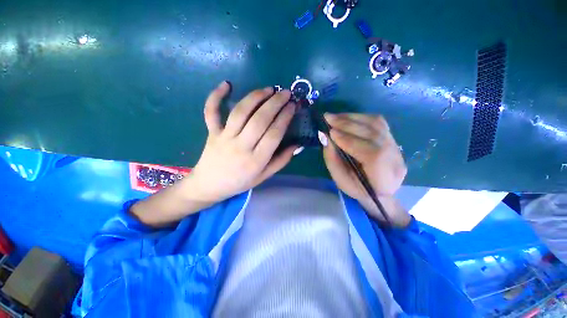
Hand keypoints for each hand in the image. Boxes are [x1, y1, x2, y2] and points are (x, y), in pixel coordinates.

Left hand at [187, 82, 297, 202]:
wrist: (210, 185)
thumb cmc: (240, 181)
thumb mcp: (264, 176)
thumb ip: (281, 160)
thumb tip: (297, 145)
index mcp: (256, 161)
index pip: (274, 134)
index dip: (285, 117)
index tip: (293, 106)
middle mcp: (241, 147)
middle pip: (260, 120)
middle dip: (275, 103)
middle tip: (286, 93)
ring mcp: (224, 137)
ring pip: (240, 112)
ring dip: (256, 97)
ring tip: (269, 89)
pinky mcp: (212, 132)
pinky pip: (211, 112)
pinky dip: (215, 96)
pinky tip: (226, 84)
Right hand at [321, 113, 409, 226]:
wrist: (379, 190)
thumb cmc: (357, 188)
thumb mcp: (341, 180)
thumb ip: (332, 160)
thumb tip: (325, 137)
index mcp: (384, 175)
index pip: (371, 153)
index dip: (349, 140)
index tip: (330, 132)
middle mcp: (395, 158)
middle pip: (373, 134)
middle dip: (347, 124)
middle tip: (327, 117)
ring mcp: (396, 145)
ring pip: (376, 124)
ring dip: (352, 117)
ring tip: (334, 116)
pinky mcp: (392, 138)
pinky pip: (377, 122)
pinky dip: (360, 117)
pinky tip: (347, 118)